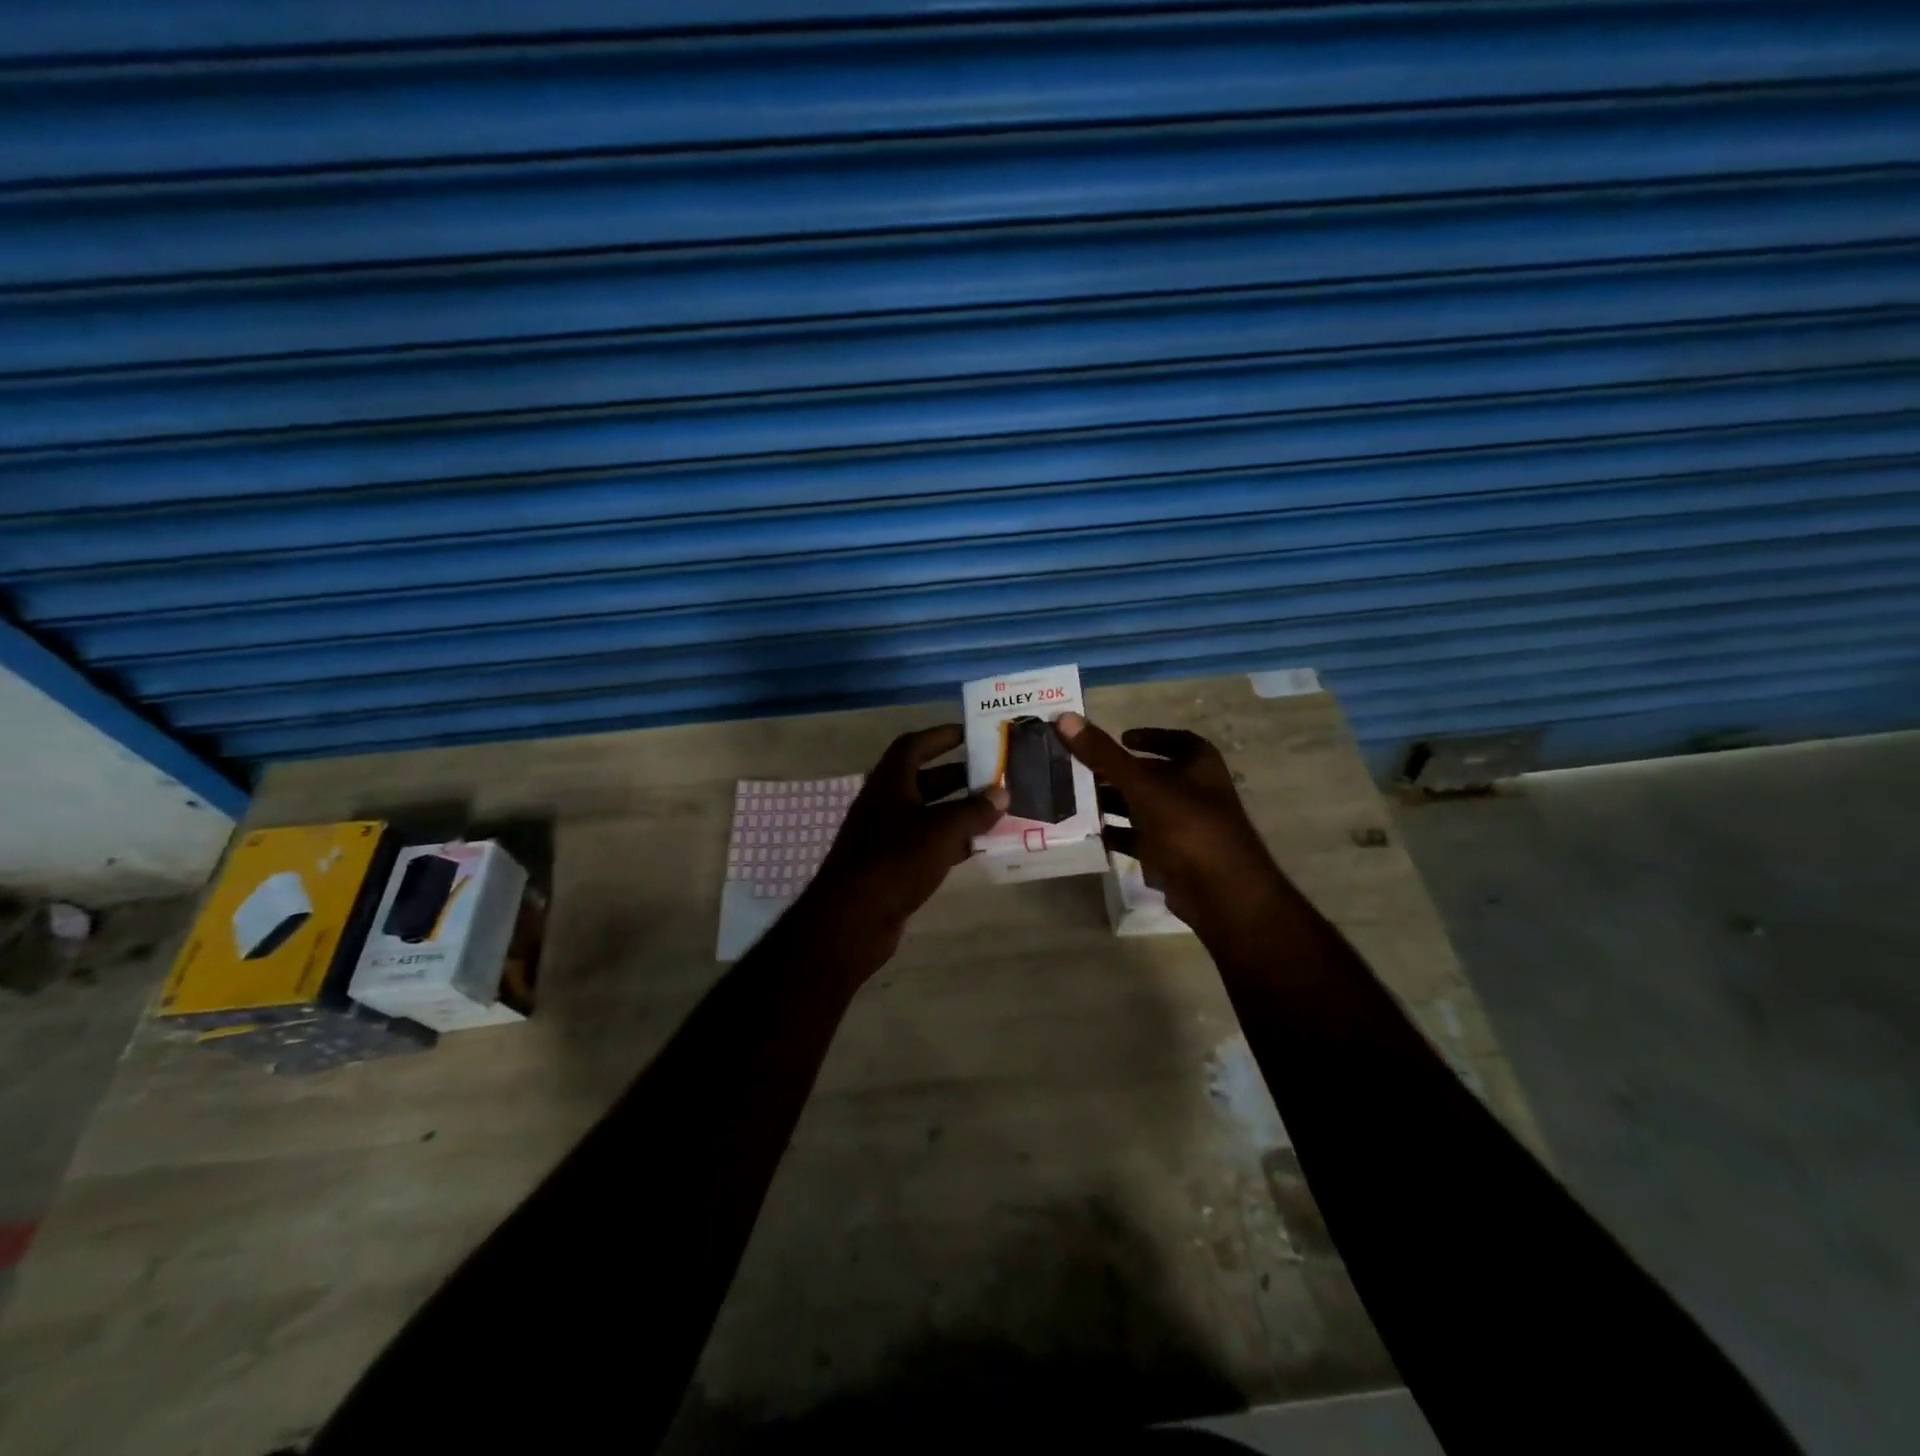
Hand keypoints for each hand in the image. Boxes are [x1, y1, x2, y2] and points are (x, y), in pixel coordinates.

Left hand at [792, 725, 1006, 977]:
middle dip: (959, 775)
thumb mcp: (941, 831)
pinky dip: (951, 840)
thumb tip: (1001, 793)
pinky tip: (978, 846)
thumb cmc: (895, 862)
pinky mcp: (892, 865)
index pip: (914, 745)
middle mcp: (885, 803)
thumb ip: (973, 810)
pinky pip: (927, 843)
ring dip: (958, 809)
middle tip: (994, 775)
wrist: (852, 920)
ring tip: (995, 809)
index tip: (972, 734)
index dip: (942, 736)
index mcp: (889, 783)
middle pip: (924, 779)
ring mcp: (886, 836)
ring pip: (928, 813)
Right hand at [1055, 712, 1288, 942]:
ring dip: (1113, 803)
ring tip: (1076, 799)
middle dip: (1117, 773)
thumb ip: (1104, 754)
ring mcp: (1184, 826)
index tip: (1121, 738)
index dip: (1150, 737)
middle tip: (1081, 769)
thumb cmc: (1188, 826)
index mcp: (1199, 766)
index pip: (1177, 741)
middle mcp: (1194, 791)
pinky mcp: (1172, 856)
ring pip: (1142, 807)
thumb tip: (1064, 717)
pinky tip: (1090, 833)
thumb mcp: (1142, 785)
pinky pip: (1139, 838)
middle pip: (1151, 775)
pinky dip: (1117, 834)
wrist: (1220, 894)